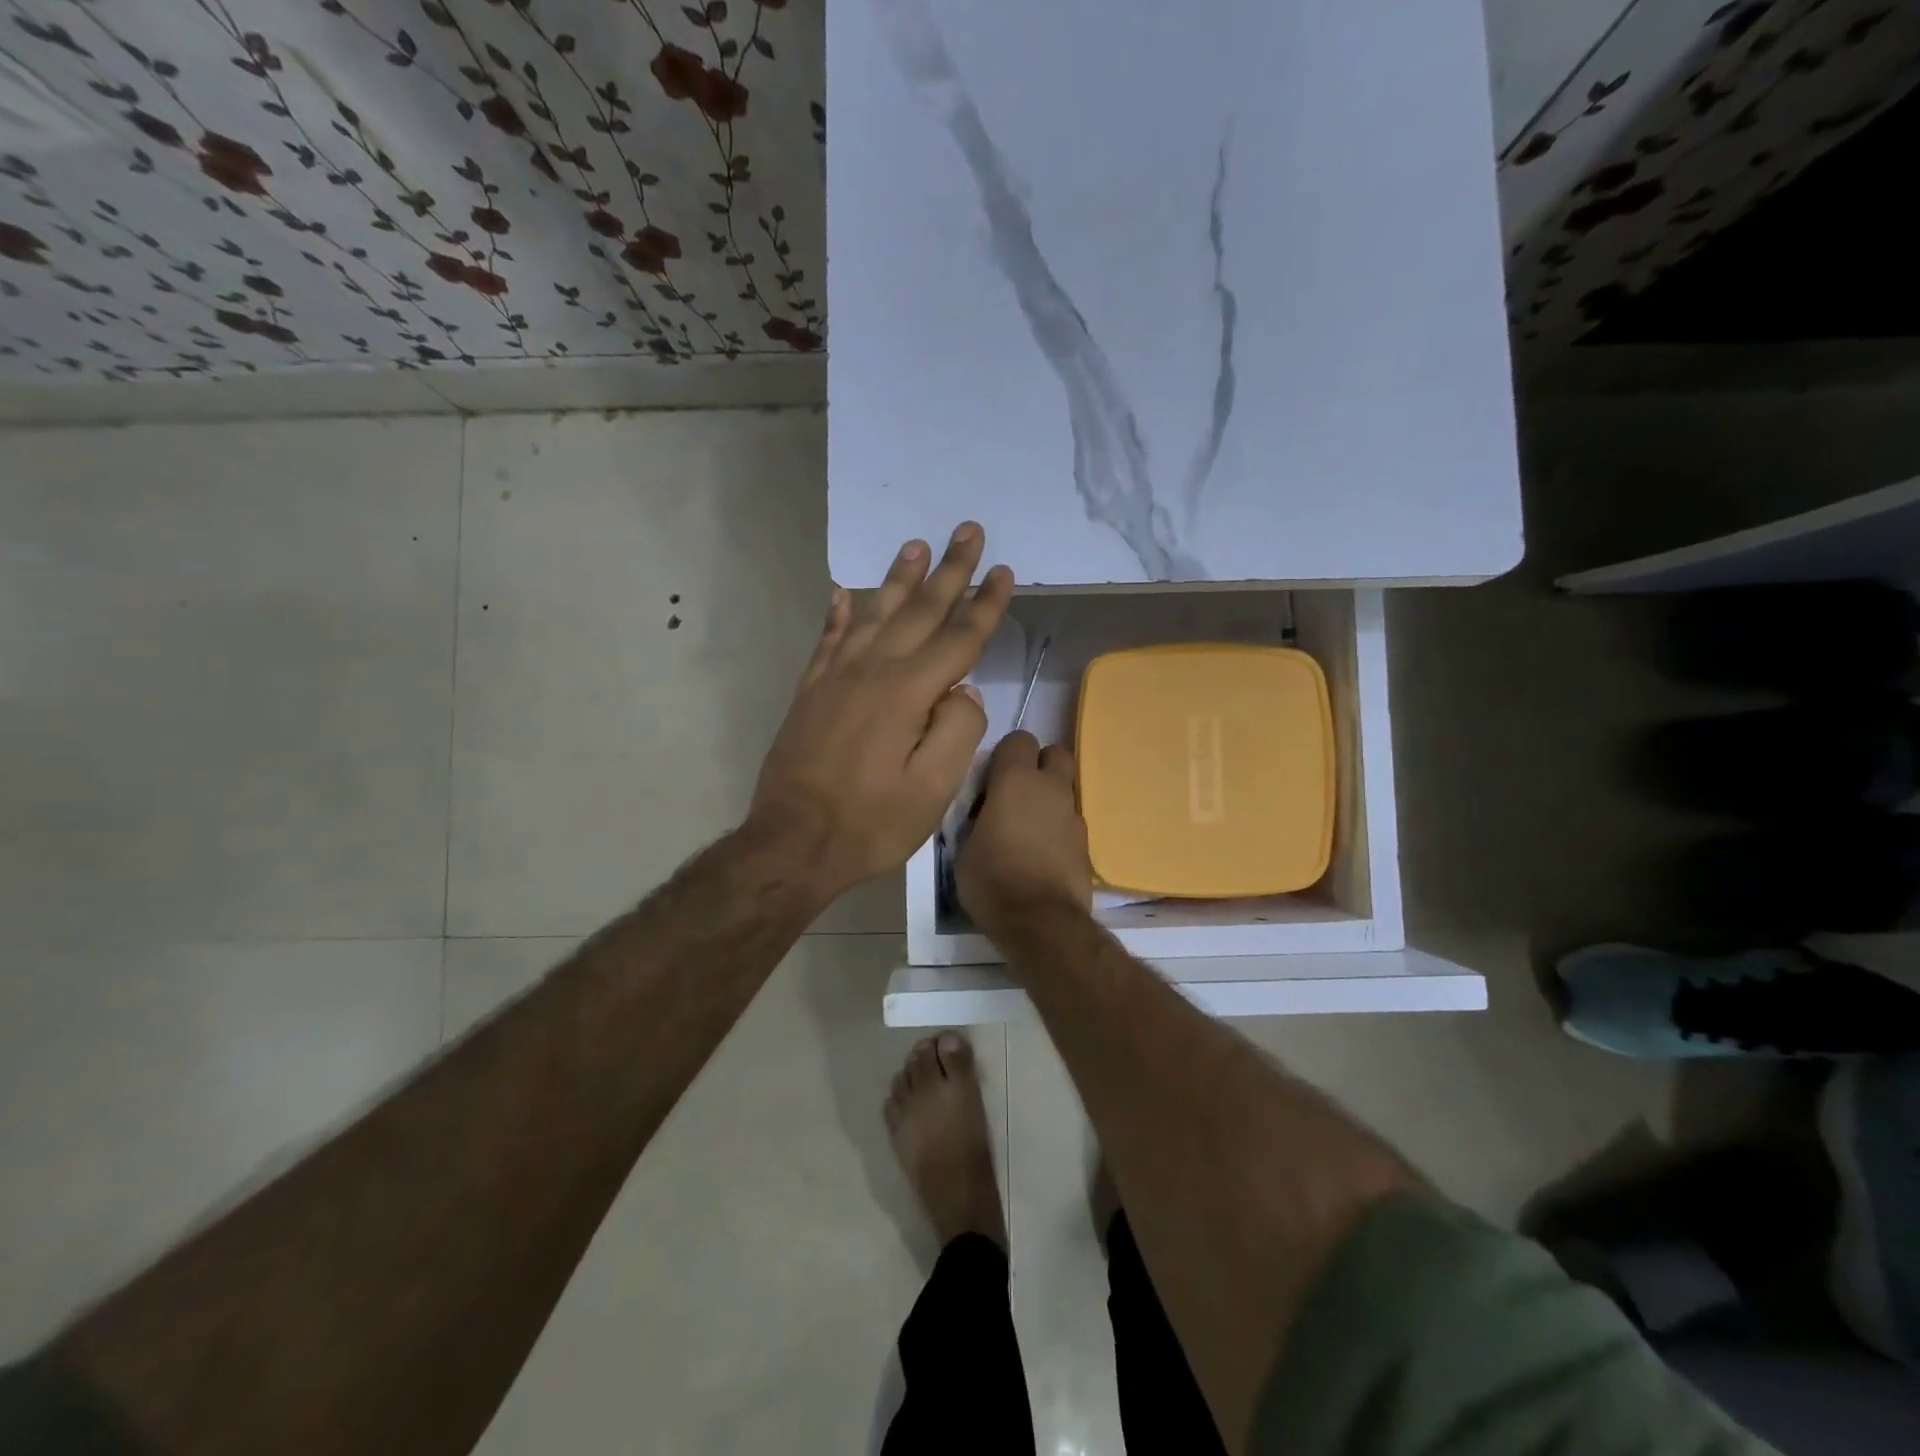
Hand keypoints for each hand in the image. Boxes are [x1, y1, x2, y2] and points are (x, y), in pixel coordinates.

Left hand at [749, 523, 1014, 903]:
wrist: (792, 842)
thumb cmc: (871, 822)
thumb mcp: (933, 791)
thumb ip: (958, 732)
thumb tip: (964, 691)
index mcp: (908, 692)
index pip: (959, 637)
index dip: (985, 603)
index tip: (1003, 571)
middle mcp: (872, 670)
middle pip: (919, 610)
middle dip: (949, 570)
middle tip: (967, 530)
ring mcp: (835, 677)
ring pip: (873, 613)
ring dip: (898, 578)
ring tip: (915, 545)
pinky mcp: (811, 690)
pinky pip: (828, 639)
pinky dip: (839, 612)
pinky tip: (845, 592)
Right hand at [957, 730, 1092, 935]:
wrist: (1041, 922)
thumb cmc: (992, 879)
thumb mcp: (964, 846)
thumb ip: (976, 815)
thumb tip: (984, 808)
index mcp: (1016, 780)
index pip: (1018, 739)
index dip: (1005, 755)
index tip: (990, 778)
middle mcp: (1050, 787)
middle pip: (1054, 753)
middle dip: (1037, 765)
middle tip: (1014, 792)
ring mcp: (1073, 813)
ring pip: (1064, 788)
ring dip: (1048, 798)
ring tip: (1026, 827)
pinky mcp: (1086, 841)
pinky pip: (1069, 820)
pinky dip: (1057, 826)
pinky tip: (1041, 852)